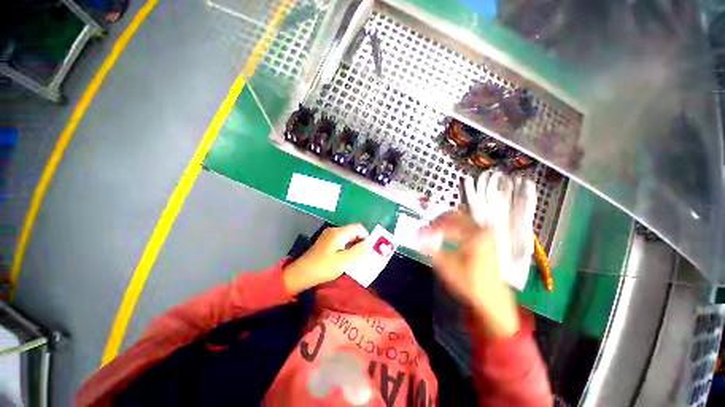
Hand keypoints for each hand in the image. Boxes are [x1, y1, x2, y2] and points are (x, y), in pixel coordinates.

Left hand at [284, 224, 369, 294]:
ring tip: (355, 258)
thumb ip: (358, 251)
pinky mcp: (326, 242)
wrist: (301, 273)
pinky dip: (347, 247)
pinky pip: (341, 240)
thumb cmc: (323, 267)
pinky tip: (345, 258)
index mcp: (338, 233)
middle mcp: (334, 231)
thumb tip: (369, 243)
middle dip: (360, 242)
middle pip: (353, 231)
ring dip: (354, 245)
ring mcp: (329, 236)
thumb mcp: (343, 261)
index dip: (366, 236)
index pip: (358, 227)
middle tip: (363, 256)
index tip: (367, 250)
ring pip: (348, 236)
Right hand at [419, 212, 520, 337]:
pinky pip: (466, 225)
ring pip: (461, 219)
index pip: (449, 221)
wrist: (493, 297)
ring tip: (434, 231)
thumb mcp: (447, 267)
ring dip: (446, 223)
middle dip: (439, 221)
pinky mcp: (485, 238)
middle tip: (427, 228)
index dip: (432, 226)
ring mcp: (485, 233)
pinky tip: (446, 235)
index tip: (421, 232)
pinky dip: (454, 227)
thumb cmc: (470, 283)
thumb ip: (431, 248)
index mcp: (475, 235)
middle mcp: (482, 230)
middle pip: (456, 216)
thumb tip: (417, 235)